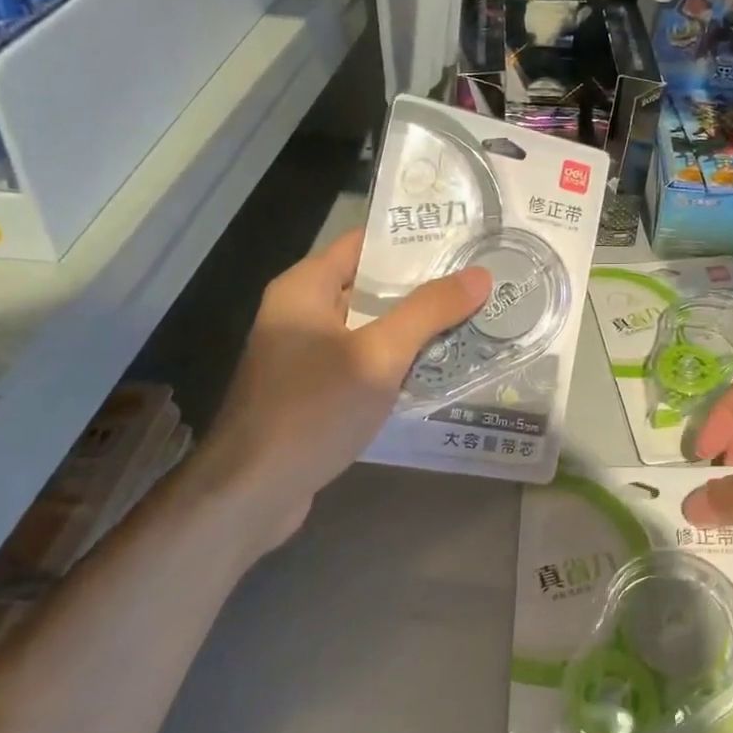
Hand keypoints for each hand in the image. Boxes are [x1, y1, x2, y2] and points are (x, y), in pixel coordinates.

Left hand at [186, 230, 488, 547]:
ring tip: (473, 319)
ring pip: (371, 328)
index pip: (364, 244)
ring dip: (415, 328)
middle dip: (424, 286)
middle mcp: (302, 313)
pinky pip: (365, 362)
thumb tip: (480, 274)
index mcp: (305, 289)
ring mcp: (307, 355)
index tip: (463, 240)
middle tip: (480, 282)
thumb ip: (428, 312)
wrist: (253, 493)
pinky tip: (440, 368)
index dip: (412, 240)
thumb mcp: (378, 356)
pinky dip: (398, 362)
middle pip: (371, 286)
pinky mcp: (316, 392)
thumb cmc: (312, 410)